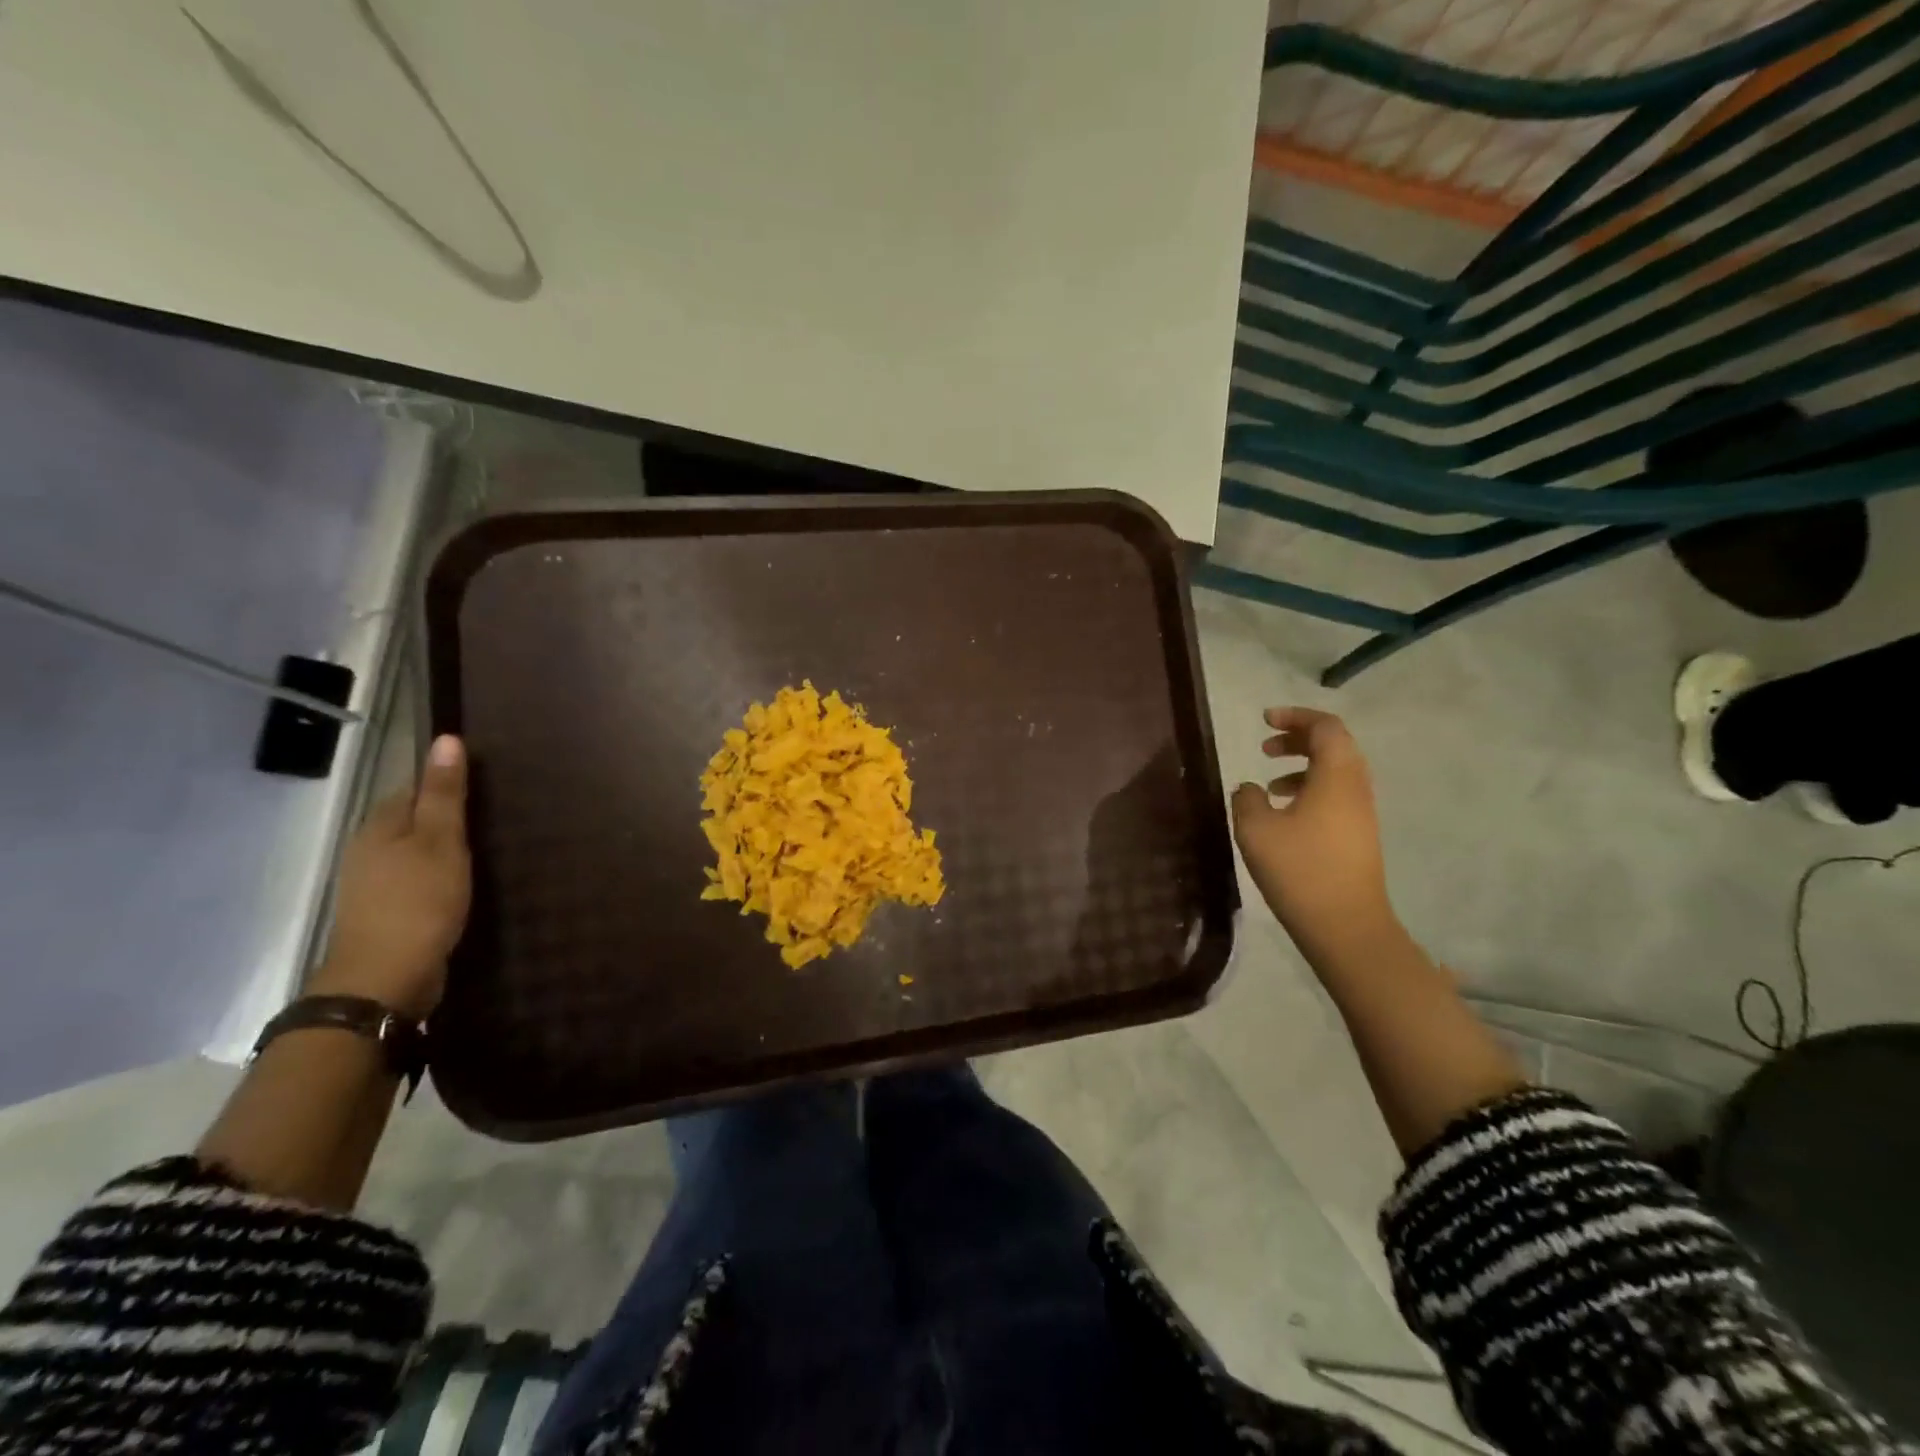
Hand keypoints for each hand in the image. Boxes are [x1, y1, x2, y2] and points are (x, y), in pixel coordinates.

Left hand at [311, 735, 470, 1019]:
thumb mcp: (441, 840)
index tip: (486, 786)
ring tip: (483, 848)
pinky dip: (437, 875)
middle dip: (445, 816)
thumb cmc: (419, 901)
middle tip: (493, 817)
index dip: (446, 782)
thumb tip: (447, 738)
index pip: (414, 786)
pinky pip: (415, 878)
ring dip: (442, 848)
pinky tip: (460, 883)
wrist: (385, 978)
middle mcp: (369, 848)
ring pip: (413, 851)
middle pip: (411, 819)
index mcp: (380, 824)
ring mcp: (373, 884)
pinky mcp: (385, 912)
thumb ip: (445, 793)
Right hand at [1231, 708, 1399, 961]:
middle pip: (1334, 745)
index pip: (1325, 727)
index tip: (1264, 720)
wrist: (1346, 926)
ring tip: (1270, 782)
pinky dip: (1310, 789)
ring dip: (1303, 766)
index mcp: (1336, 776)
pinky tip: (1284, 813)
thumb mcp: (1256, 829)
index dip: (1295, 717)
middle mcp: (1356, 787)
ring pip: (1336, 772)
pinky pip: (1336, 795)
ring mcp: (1362, 813)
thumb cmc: (1300, 869)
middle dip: (1299, 738)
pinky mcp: (1359, 835)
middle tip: (1265, 746)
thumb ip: (1247, 799)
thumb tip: (1250, 788)